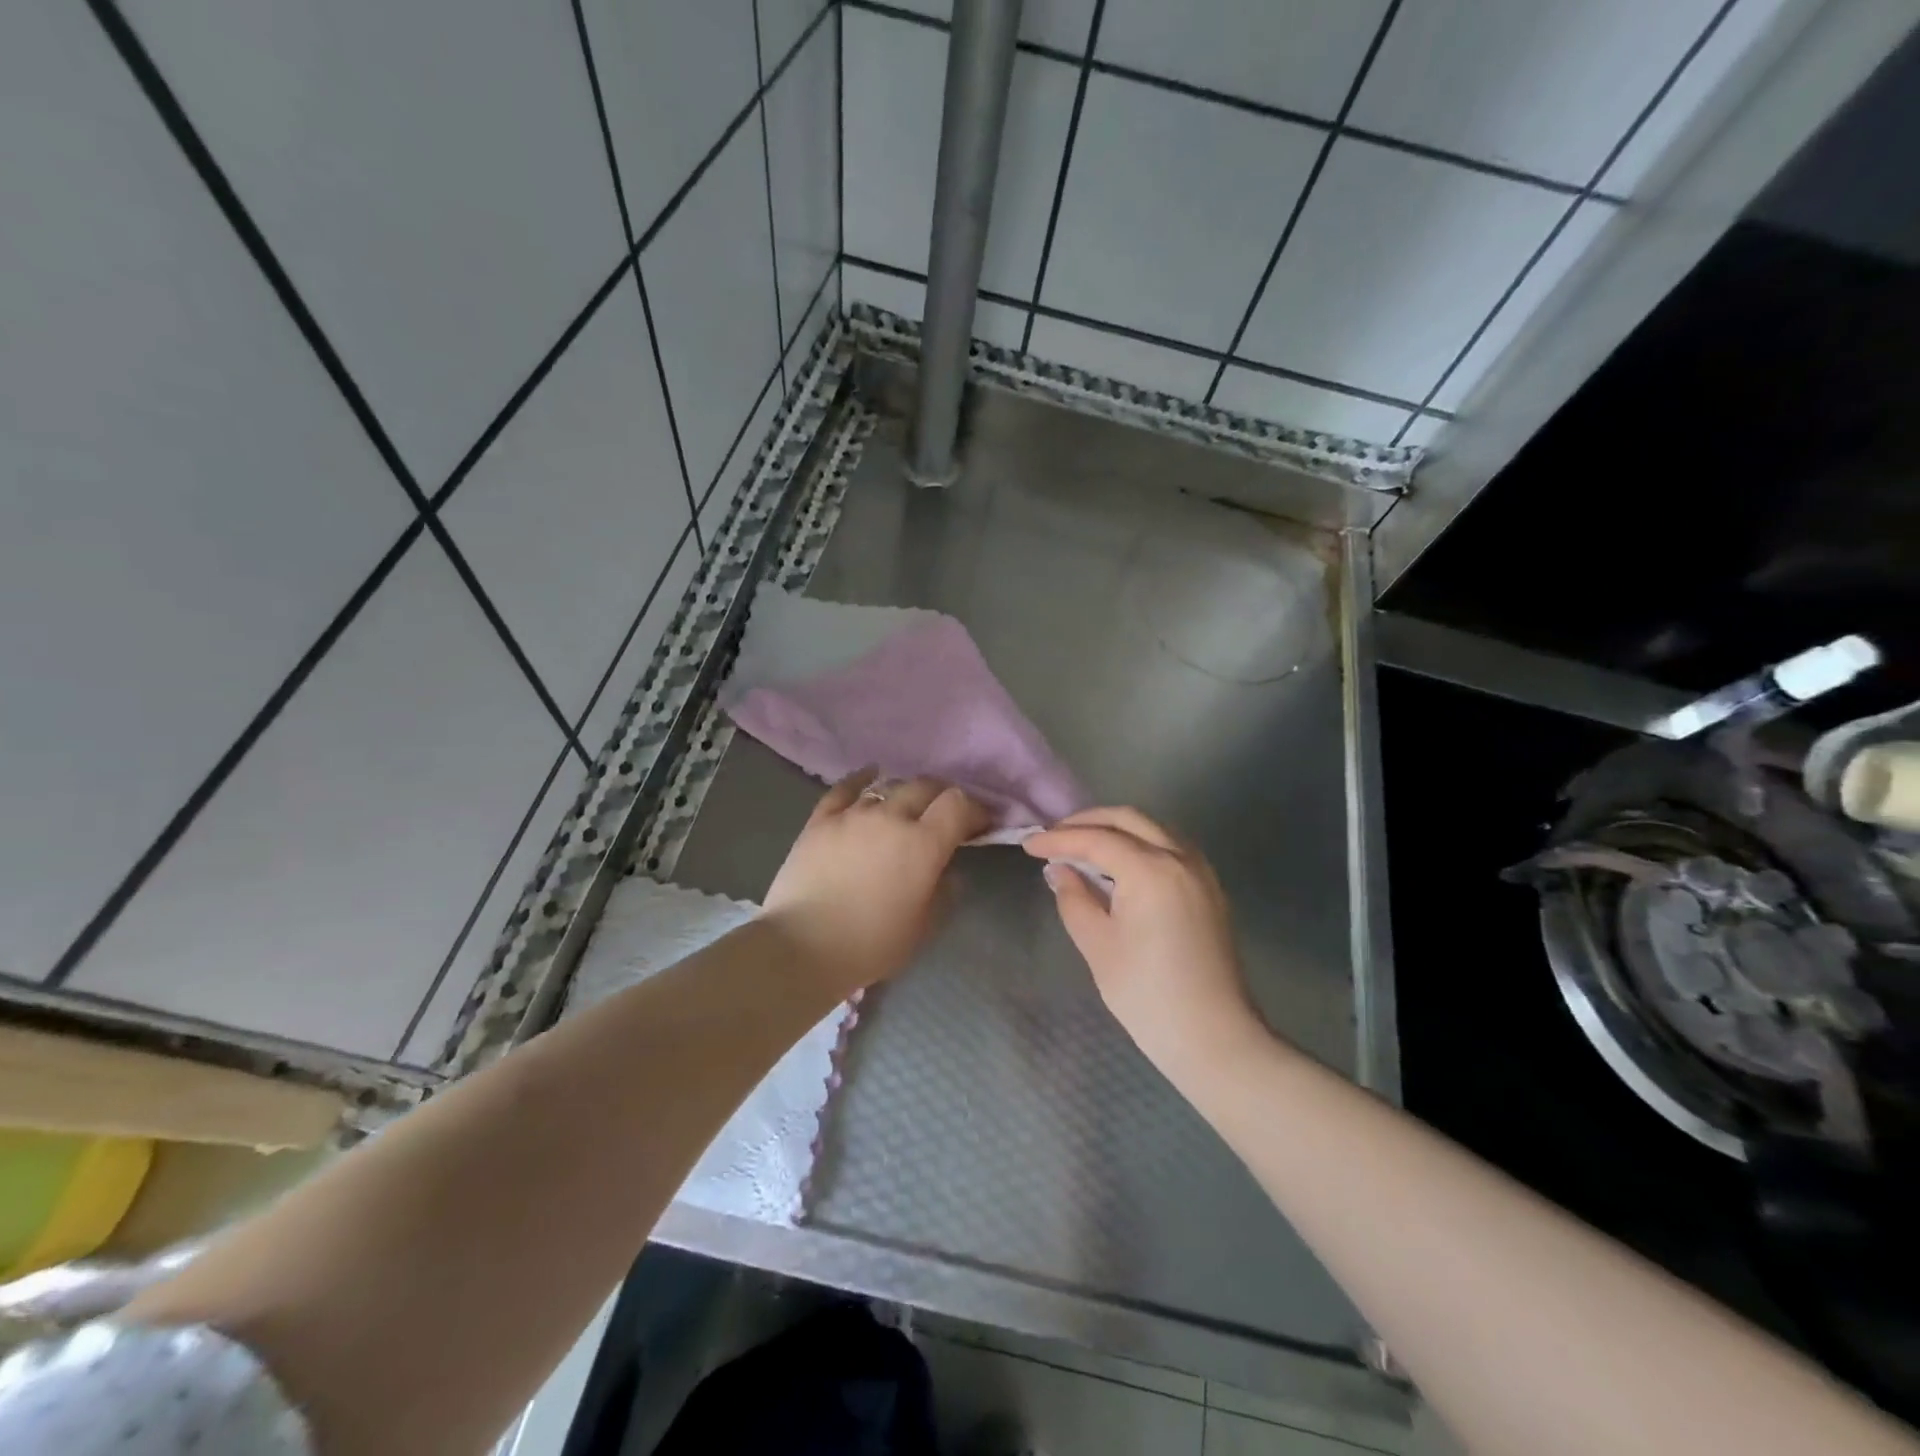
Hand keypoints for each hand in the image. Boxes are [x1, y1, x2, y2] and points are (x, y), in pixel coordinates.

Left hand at [764, 768, 990, 999]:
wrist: (801, 947)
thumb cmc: (871, 944)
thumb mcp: (923, 927)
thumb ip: (945, 892)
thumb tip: (949, 870)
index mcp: (923, 844)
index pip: (958, 804)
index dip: (975, 809)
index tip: (980, 824)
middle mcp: (891, 817)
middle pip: (926, 787)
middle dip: (943, 796)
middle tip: (946, 814)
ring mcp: (853, 814)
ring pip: (889, 786)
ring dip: (906, 792)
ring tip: (909, 805)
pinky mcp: (821, 819)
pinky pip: (845, 788)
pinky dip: (863, 778)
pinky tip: (870, 775)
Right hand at [1024, 807, 1266, 1078]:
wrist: (1213, 1037)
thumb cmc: (1147, 994)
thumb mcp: (1098, 945)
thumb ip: (1074, 898)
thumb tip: (1061, 870)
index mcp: (1151, 870)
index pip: (1097, 839)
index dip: (1059, 839)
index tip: (1029, 844)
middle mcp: (1180, 858)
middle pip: (1129, 819)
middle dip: (1088, 821)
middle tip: (1054, 836)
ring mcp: (1201, 872)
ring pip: (1154, 829)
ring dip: (1116, 829)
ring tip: (1083, 846)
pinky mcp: (1210, 889)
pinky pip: (1170, 847)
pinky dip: (1140, 843)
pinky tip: (1120, 864)